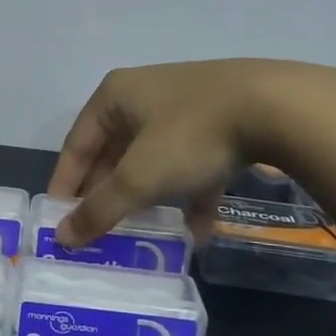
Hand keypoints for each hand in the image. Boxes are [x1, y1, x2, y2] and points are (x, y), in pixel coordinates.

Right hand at [48, 60, 303, 248]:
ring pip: (154, 160)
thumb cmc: (191, 135)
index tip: (58, 224)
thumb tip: (62, 239)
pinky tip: (194, 233)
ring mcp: (185, 108)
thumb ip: (100, 209)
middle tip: (98, 236)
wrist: (278, 107)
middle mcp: (145, 96)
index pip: (76, 145)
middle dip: (108, 196)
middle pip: (114, 153)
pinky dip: (189, 196)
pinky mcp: (221, 123)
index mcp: (115, 97)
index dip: (65, 186)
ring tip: (139, 237)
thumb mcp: (140, 177)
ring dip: (147, 199)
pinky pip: (192, 164)